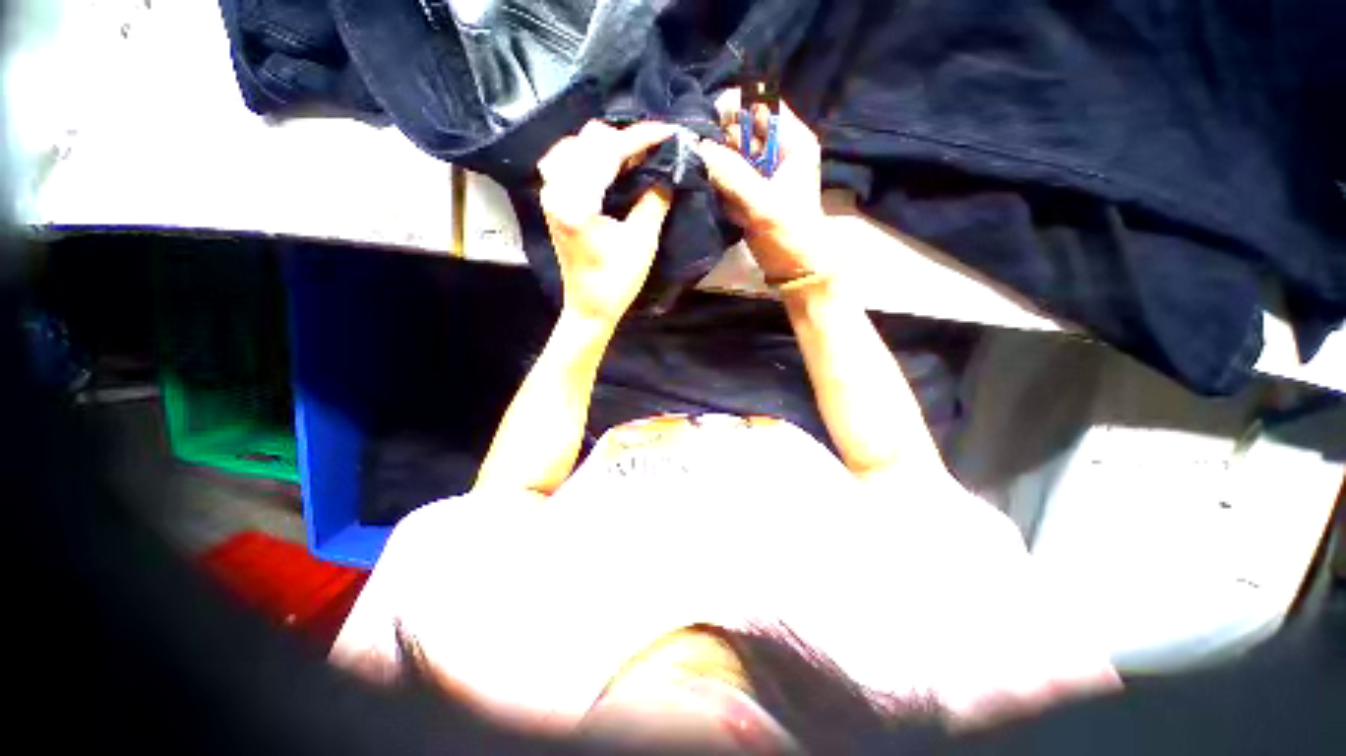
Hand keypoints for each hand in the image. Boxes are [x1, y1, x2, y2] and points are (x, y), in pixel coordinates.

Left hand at [538, 120, 677, 325]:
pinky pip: (569, 161)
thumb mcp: (641, 242)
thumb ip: (654, 200)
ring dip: (607, 145)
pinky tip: (610, 164)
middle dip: (625, 138)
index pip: (607, 152)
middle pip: (588, 140)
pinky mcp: (554, 200)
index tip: (669, 133)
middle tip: (655, 149)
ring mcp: (551, 194)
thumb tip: (669, 169)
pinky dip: (591, 155)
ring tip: (635, 156)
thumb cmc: (616, 282)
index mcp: (576, 202)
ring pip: (576, 146)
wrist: (589, 307)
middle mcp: (556, 190)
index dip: (640, 138)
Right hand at [695, 92, 826, 283]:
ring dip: (716, 166)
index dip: (734, 108)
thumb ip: (732, 175)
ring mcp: (759, 170)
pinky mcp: (747, 189)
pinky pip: (725, 175)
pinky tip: (723, 202)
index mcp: (792, 141)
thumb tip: (699, 147)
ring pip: (729, 152)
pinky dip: (718, 185)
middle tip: (704, 159)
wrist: (793, 268)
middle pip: (740, 127)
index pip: (760, 103)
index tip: (709, 126)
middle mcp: (775, 149)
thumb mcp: (763, 204)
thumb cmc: (789, 233)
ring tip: (713, 185)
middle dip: (720, 141)